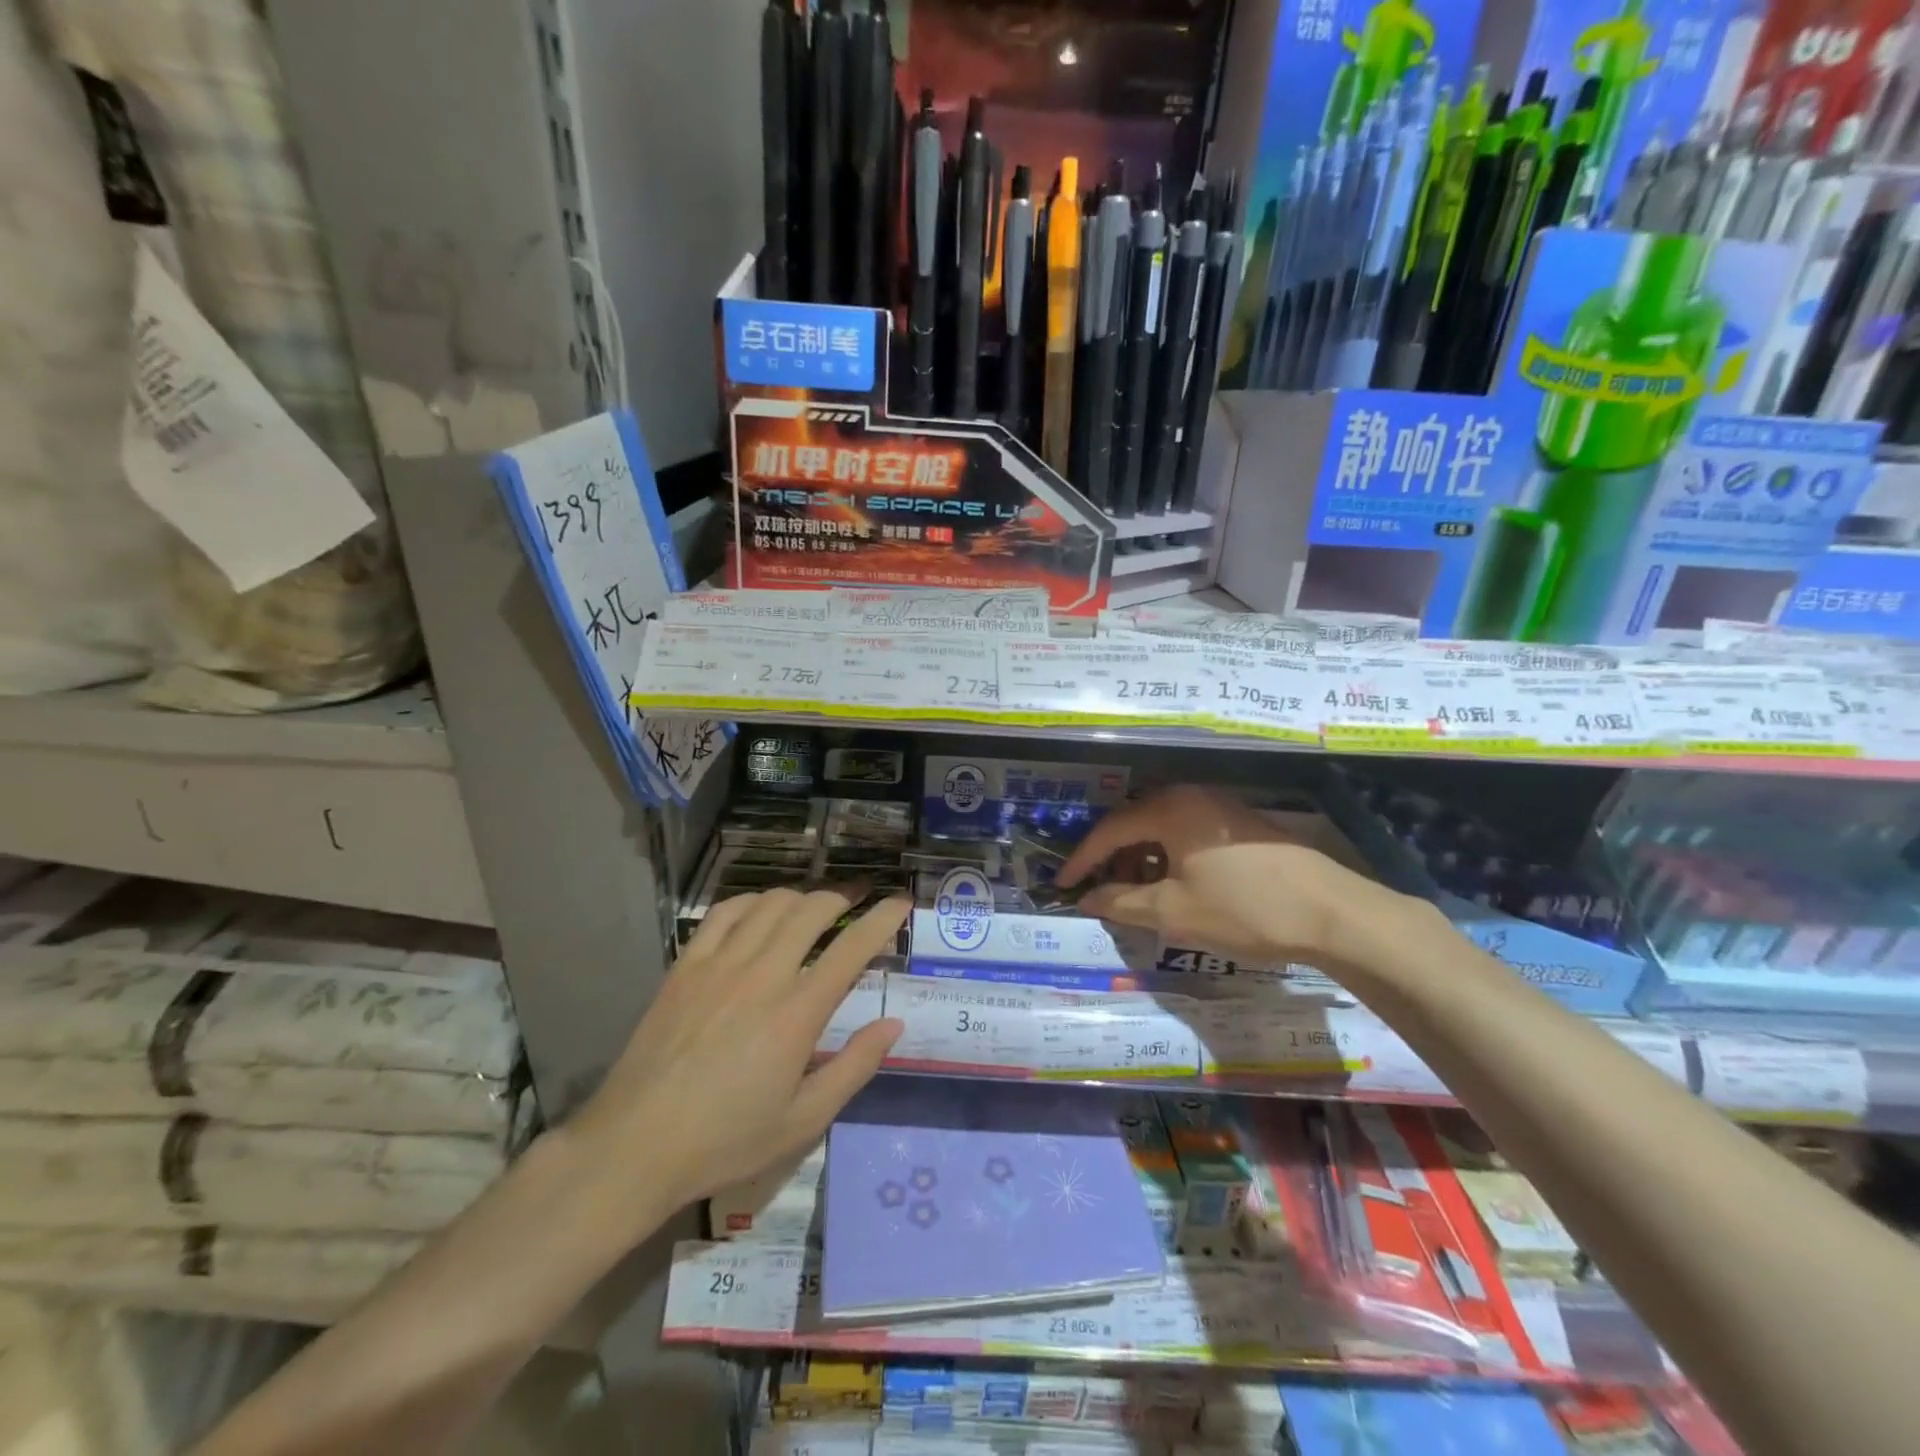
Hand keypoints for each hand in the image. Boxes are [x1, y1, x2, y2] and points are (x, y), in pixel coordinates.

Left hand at [567, 888, 906, 1229]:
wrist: (636, 1146)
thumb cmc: (726, 1140)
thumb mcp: (803, 1121)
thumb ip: (854, 1067)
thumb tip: (894, 1024)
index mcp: (797, 1013)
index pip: (852, 947)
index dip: (883, 919)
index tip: (901, 903)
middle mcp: (762, 974)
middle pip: (812, 910)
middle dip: (844, 897)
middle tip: (858, 901)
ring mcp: (719, 964)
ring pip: (771, 904)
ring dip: (801, 897)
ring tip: (814, 907)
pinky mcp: (685, 966)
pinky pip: (724, 913)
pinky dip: (752, 901)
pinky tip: (761, 911)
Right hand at [1057, 784, 1391, 964]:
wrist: (1333, 913)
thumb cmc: (1244, 909)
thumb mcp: (1174, 912)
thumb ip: (1122, 903)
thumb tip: (1087, 899)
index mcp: (1169, 810)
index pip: (1109, 830)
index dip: (1082, 860)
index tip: (1063, 886)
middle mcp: (1191, 797)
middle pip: (1135, 824)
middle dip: (1113, 860)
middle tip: (1101, 893)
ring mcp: (1220, 808)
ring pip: (1163, 830)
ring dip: (1143, 861)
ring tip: (1139, 897)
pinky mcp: (1242, 825)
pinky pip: (1188, 835)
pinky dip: (1170, 859)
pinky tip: (1177, 889)